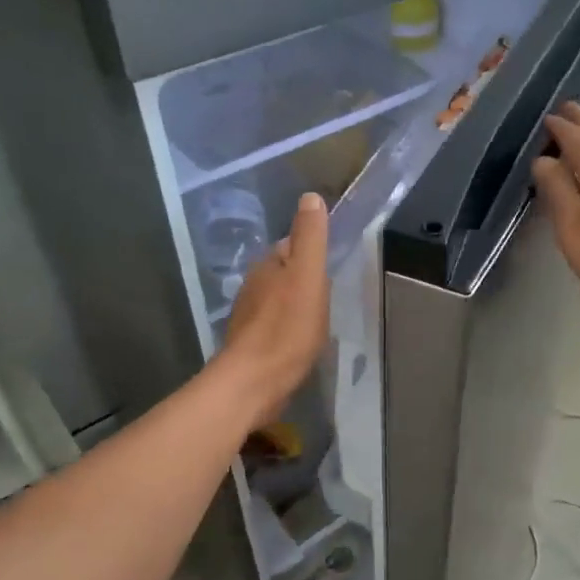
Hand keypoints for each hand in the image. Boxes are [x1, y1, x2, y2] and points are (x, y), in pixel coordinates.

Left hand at [219, 193, 330, 423]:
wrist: (255, 382)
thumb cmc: (288, 327)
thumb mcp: (308, 276)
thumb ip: (310, 237)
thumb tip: (310, 197)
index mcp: (267, 266)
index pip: (291, 246)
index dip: (311, 252)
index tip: (330, 266)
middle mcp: (253, 286)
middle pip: (284, 273)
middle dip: (304, 279)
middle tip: (328, 295)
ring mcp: (249, 317)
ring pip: (278, 300)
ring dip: (296, 304)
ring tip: (318, 319)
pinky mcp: (251, 344)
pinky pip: (275, 325)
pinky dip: (288, 328)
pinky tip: (301, 342)